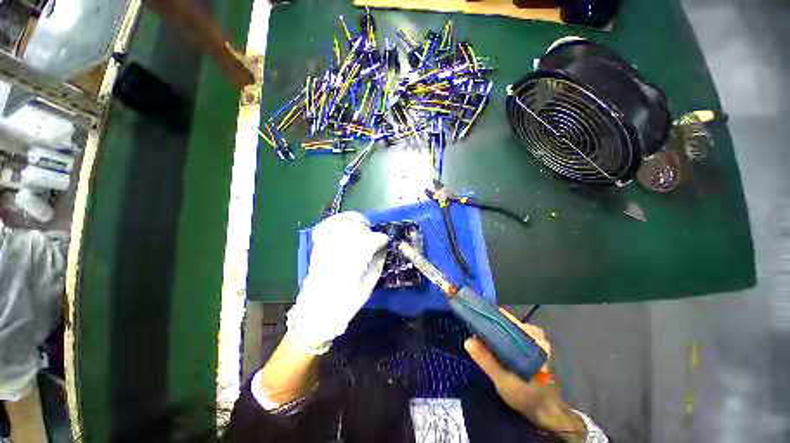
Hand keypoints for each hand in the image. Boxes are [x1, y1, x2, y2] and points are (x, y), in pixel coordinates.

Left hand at [287, 212, 388, 353]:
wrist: (316, 310)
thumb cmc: (346, 301)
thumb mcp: (368, 285)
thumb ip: (378, 263)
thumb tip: (383, 248)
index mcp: (355, 260)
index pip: (373, 239)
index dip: (381, 239)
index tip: (385, 242)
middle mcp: (341, 248)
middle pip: (358, 228)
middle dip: (369, 231)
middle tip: (373, 238)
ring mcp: (327, 245)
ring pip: (344, 223)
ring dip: (355, 222)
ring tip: (362, 226)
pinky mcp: (318, 246)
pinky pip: (327, 226)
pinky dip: (337, 221)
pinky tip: (345, 224)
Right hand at [464, 309, 586, 441]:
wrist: (548, 413)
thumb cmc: (528, 397)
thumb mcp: (504, 382)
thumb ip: (487, 361)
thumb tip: (468, 340)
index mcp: (532, 338)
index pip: (504, 318)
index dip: (486, 317)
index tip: (471, 319)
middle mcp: (535, 334)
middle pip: (505, 322)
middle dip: (489, 326)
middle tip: (474, 333)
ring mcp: (535, 339)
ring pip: (508, 328)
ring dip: (495, 332)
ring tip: (480, 339)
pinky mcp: (533, 346)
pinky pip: (512, 335)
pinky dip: (501, 338)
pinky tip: (493, 347)